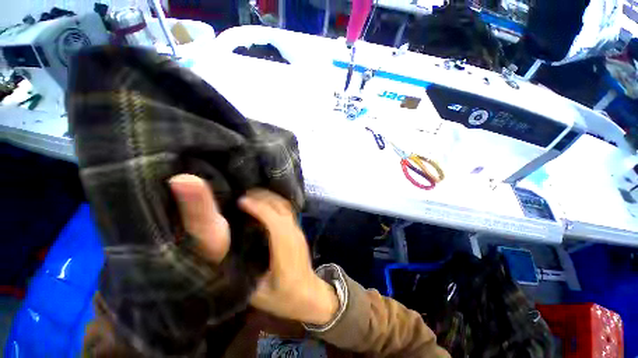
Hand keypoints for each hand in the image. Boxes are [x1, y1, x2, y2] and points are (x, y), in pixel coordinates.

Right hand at [169, 174, 337, 325]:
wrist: (311, 296)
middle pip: (281, 209)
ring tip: (251, 195)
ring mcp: (298, 231)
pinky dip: (275, 202)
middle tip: (242, 194)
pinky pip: (287, 210)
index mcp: (285, 251)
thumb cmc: (285, 298)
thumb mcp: (259, 294)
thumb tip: (228, 254)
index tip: (241, 201)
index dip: (259, 209)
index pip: (275, 222)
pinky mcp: (298, 231)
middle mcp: (294, 236)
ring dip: (270, 197)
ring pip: (286, 207)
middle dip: (263, 198)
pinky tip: (264, 203)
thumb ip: (245, 274)